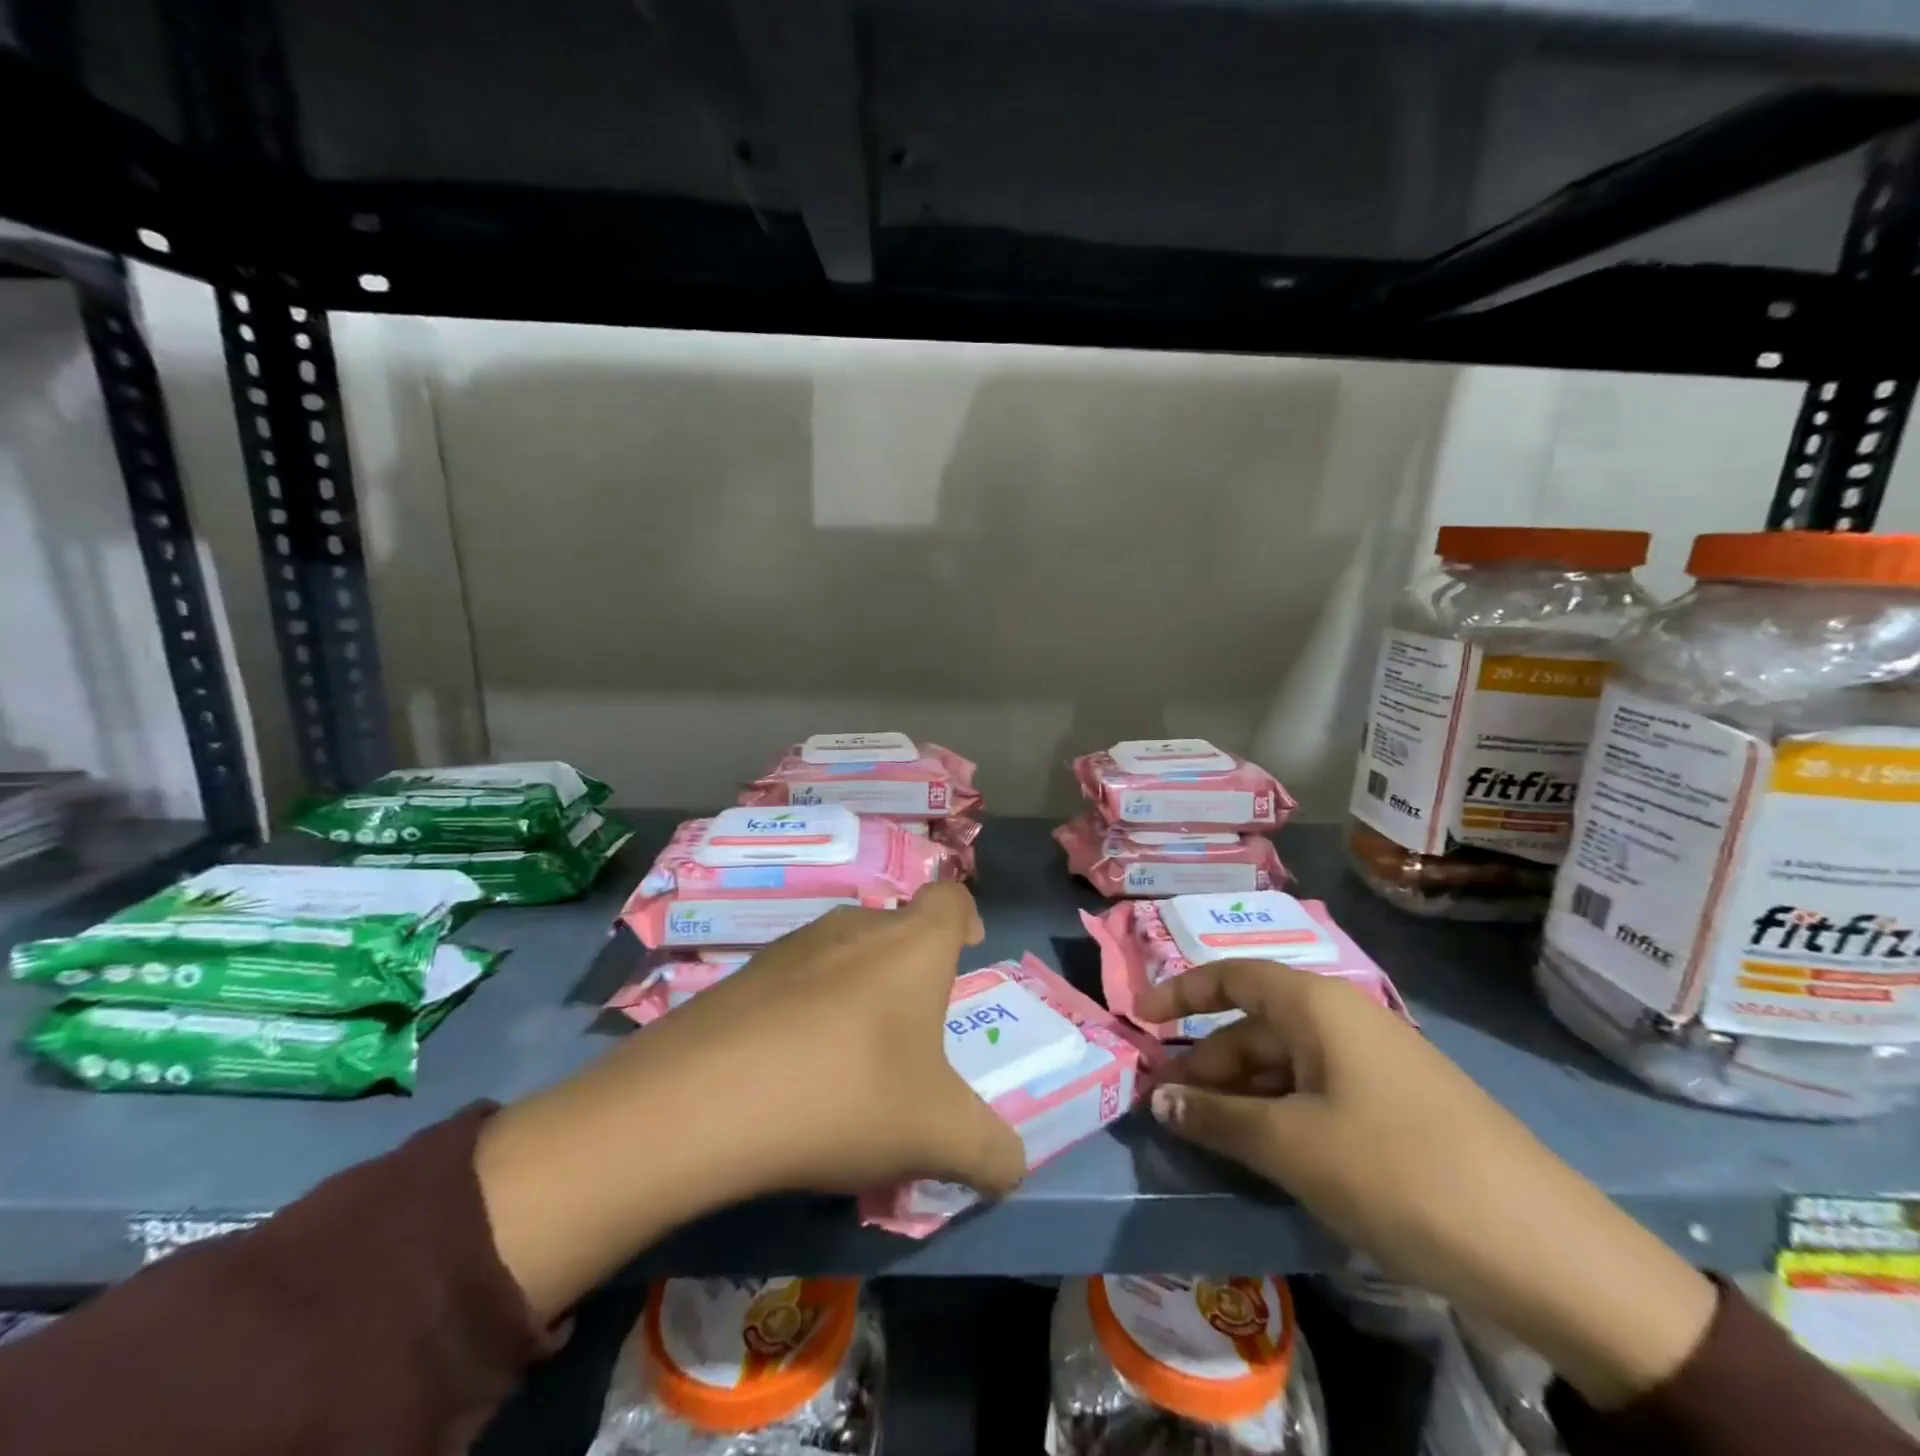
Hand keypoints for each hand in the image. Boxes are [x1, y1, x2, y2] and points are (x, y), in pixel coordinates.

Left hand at [475, 885, 1024, 1320]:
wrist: (700, 1102)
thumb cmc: (845, 1095)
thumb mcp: (937, 1135)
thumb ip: (990, 1149)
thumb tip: (1013, 1167)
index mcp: (911, 944)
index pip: (950, 897)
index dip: (965, 917)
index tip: (967, 951)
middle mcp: (853, 928)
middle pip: (896, 929)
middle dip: (912, 971)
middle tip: (914, 1033)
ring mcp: (790, 946)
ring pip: (843, 955)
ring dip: (858, 993)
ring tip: (853, 1061)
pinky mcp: (741, 976)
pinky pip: (794, 983)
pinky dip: (807, 1013)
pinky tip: (792, 1073)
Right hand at [1138, 961, 1716, 1409]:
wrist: (1548, 1250)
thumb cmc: (1398, 1171)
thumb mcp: (1292, 1145)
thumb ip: (1217, 1118)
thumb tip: (1158, 1099)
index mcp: (1317, 1004)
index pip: (1230, 975)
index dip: (1180, 993)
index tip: (1138, 1020)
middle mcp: (1343, 1018)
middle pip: (1253, 1026)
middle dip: (1206, 1064)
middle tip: (1168, 1110)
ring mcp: (1374, 1061)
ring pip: (1284, 1064)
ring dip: (1240, 1095)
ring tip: (1208, 1139)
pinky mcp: (1396, 1104)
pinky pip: (1316, 1092)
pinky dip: (1280, 1114)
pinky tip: (1267, 1154)